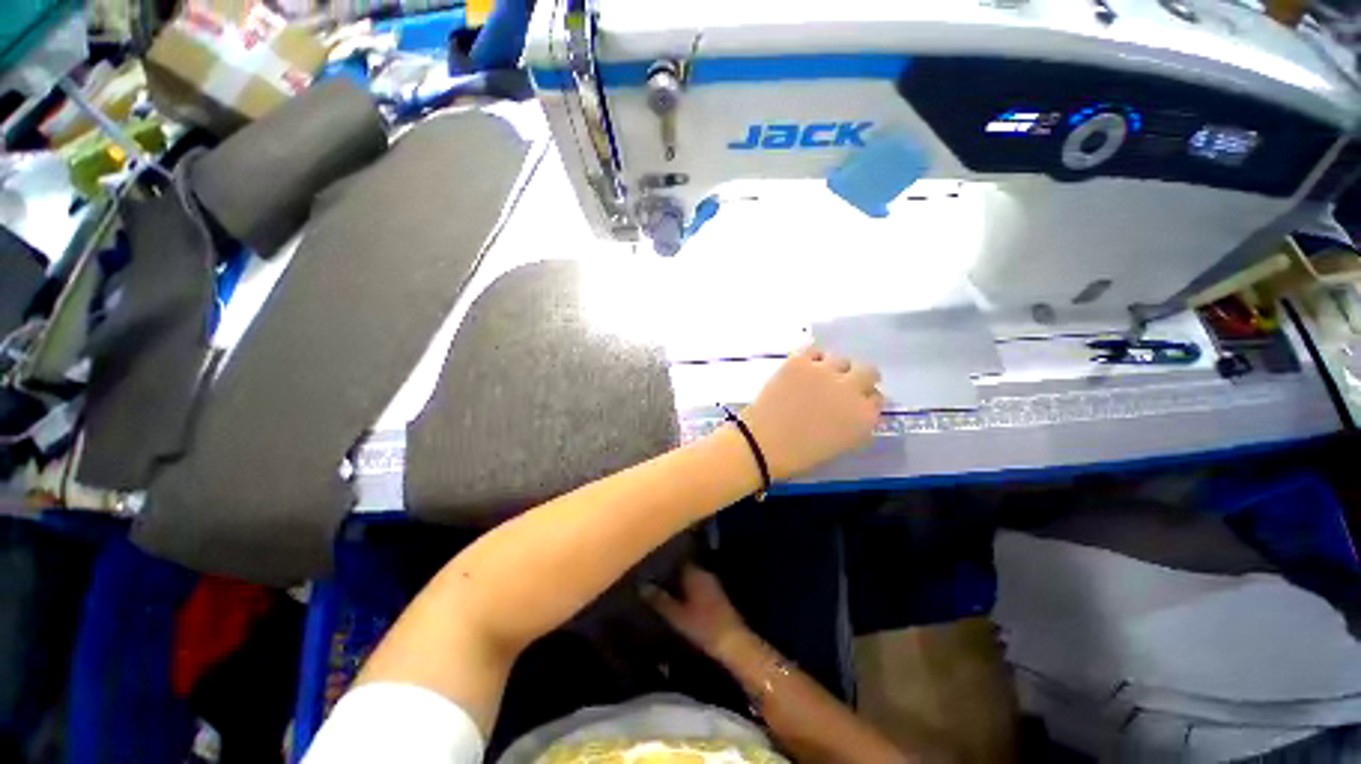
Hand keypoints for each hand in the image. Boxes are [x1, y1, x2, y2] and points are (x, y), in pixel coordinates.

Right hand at [644, 564, 749, 659]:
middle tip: (653, 575)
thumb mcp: (676, 615)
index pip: (677, 557)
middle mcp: (704, 572)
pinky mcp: (717, 595)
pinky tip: (679, 597)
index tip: (651, 561)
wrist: (733, 642)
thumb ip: (659, 599)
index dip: (664, 559)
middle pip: (684, 566)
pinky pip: (698, 585)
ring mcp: (712, 583)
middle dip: (671, 570)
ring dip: (680, 580)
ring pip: (691, 576)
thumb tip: (641, 585)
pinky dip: (688, 588)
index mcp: (694, 571)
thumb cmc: (703, 626)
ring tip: (663, 586)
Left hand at [740, 346, 881, 480]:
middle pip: (869, 372)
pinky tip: (804, 369)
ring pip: (841, 359)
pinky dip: (812, 359)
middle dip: (860, 378)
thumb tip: (859, 408)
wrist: (764, 442)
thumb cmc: (801, 453)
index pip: (877, 398)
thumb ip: (856, 423)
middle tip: (843, 384)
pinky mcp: (801, 361)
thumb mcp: (841, 444)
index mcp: (865, 416)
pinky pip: (814, 351)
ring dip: (834, 368)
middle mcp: (851, 389)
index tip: (855, 401)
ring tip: (818, 378)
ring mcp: (825, 371)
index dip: (865, 399)